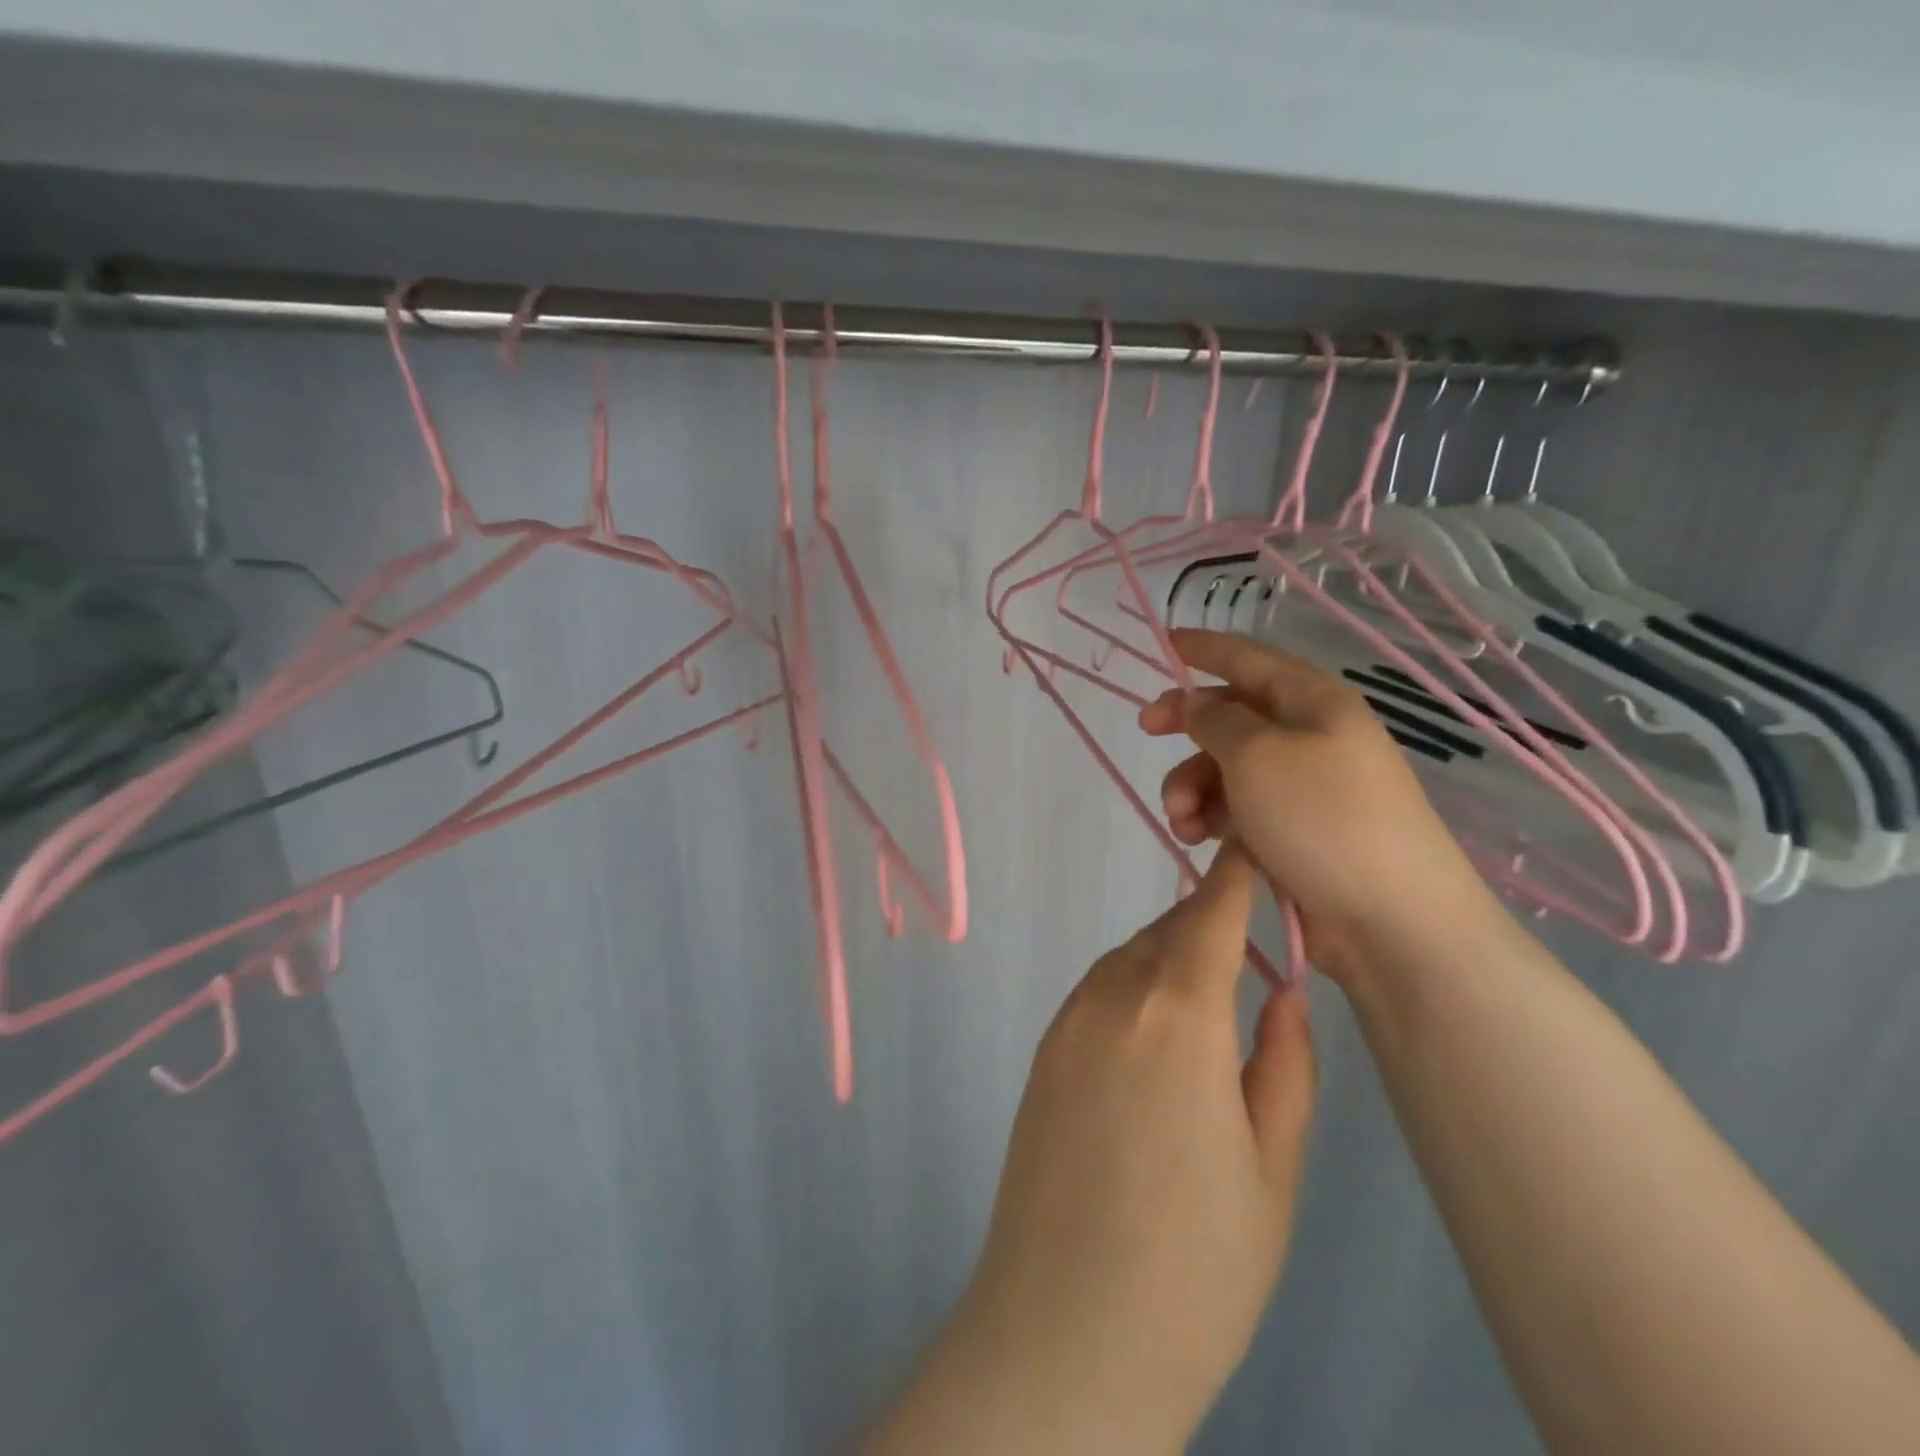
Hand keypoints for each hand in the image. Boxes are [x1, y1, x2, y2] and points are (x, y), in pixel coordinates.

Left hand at [866, 843, 1314, 1454]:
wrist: (1063, 1332)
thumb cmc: (1195, 1266)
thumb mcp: (1271, 1168)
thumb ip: (1284, 1061)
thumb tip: (1283, 986)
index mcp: (1178, 1012)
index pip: (1211, 910)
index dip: (1238, 872)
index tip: (1259, 847)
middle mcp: (1113, 996)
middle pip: (1169, 930)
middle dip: (1212, 921)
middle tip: (1256, 941)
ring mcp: (1067, 1020)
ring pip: (1131, 957)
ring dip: (1172, 955)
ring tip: (1214, 998)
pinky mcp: (1043, 1050)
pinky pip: (1100, 990)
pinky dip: (1135, 985)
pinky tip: (1158, 1037)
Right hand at [1139, 628, 1494, 979]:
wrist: (1390, 921)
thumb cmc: (1323, 819)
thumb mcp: (1257, 755)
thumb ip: (1215, 720)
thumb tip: (1194, 702)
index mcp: (1314, 703)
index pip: (1252, 659)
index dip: (1207, 648)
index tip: (1164, 643)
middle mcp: (1311, 738)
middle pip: (1234, 715)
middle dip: (1188, 726)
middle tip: (1147, 732)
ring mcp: (1305, 788)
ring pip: (1228, 768)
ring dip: (1192, 786)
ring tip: (1182, 820)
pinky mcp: (1295, 833)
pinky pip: (1239, 808)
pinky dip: (1211, 817)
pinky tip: (1198, 839)